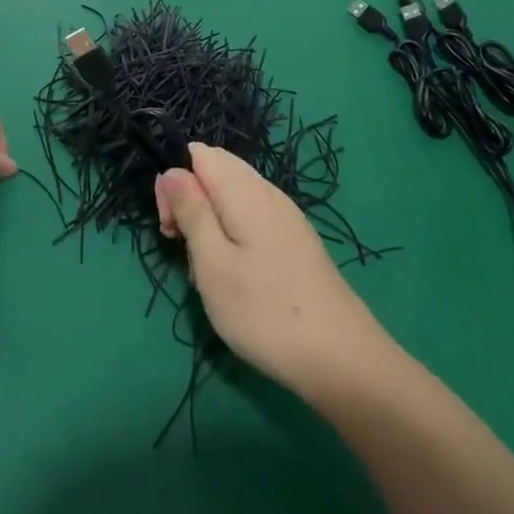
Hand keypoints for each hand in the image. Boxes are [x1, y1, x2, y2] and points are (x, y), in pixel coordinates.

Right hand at [155, 144, 387, 401]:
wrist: (342, 359)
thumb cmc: (264, 311)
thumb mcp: (212, 262)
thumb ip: (190, 210)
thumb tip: (172, 170)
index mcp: (244, 189)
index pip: (199, 154)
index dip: (175, 184)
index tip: (170, 229)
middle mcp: (268, 192)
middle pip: (217, 173)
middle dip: (191, 203)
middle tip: (185, 251)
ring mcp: (287, 217)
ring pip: (233, 200)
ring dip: (211, 226)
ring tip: (210, 273)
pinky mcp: (296, 242)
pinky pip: (253, 221)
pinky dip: (235, 240)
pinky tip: (238, 280)